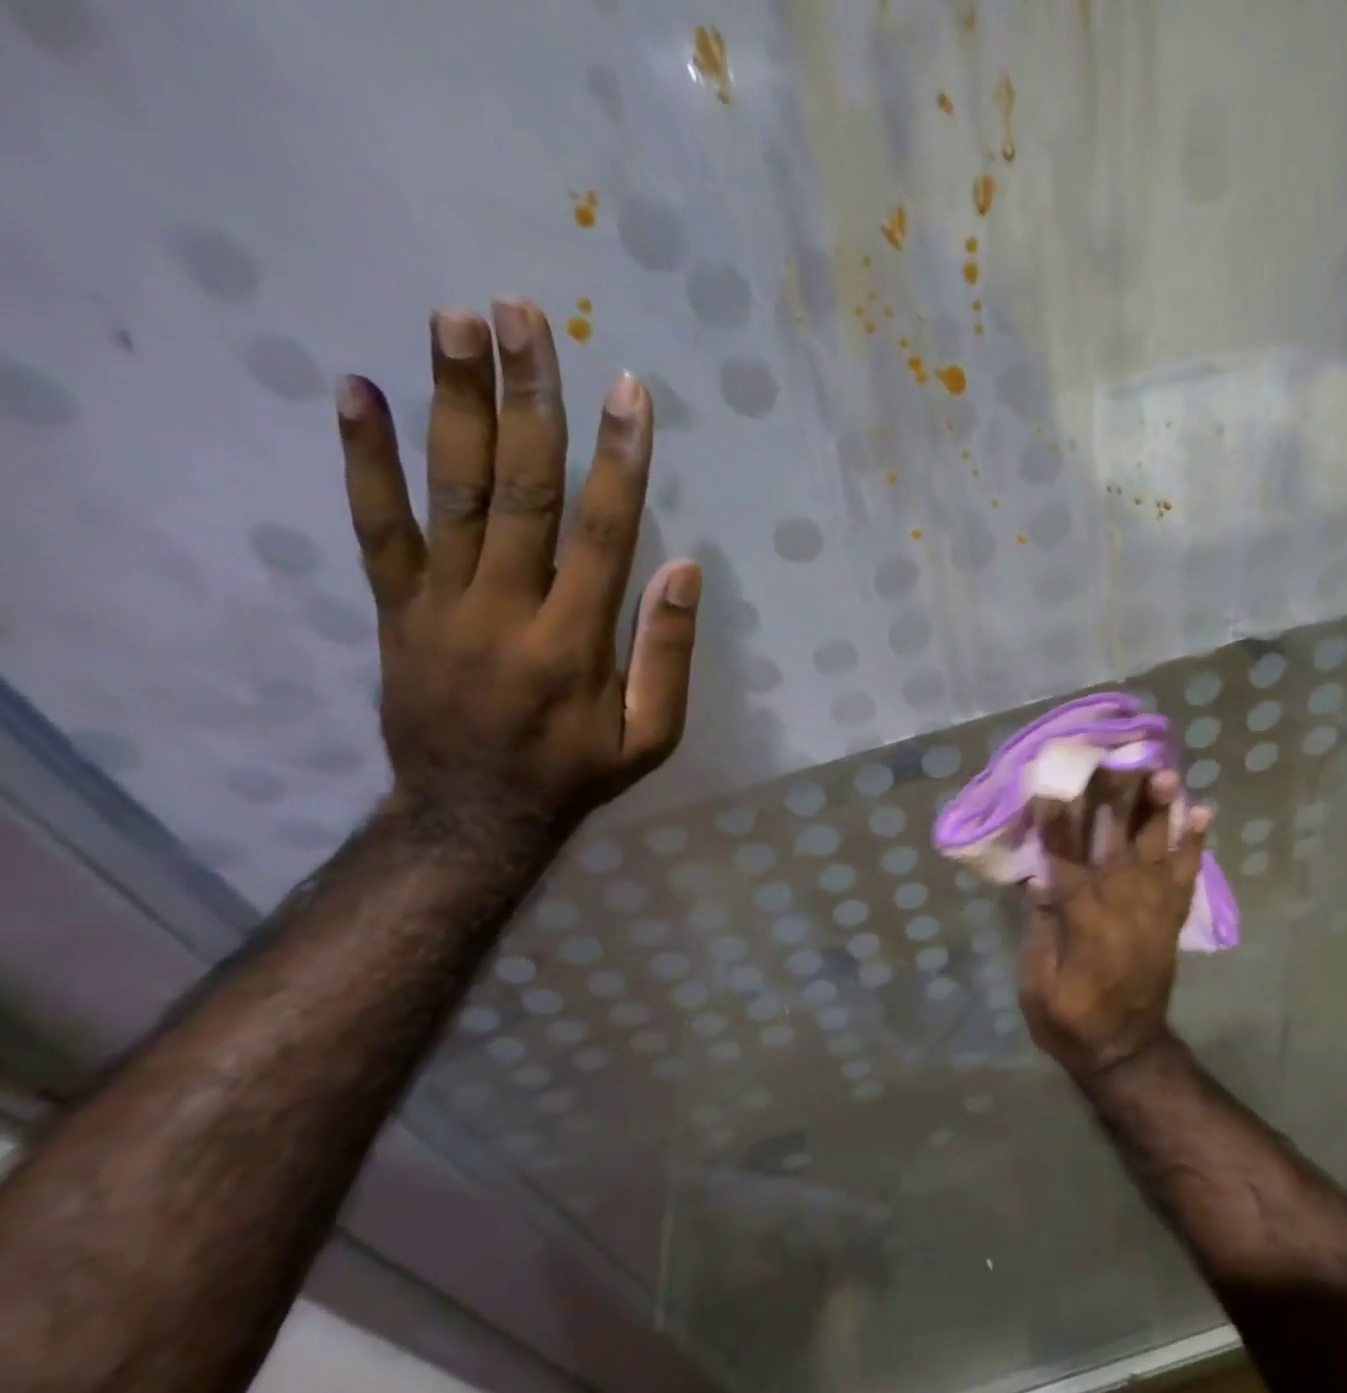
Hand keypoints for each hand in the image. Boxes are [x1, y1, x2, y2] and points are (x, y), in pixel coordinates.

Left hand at [334, 298, 699, 845]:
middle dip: (527, 399)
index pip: (603, 533)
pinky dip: (364, 460)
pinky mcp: (396, 611)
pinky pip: (375, 529)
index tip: (628, 389)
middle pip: (520, 491)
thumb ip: (669, 655)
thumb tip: (685, 568)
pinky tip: (358, 391)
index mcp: (574, 645)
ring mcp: (440, 606)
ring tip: (456, 323)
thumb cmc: (576, 775)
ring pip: (449, 494)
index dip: (619, 459)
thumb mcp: (651, 737)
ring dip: (453, 404)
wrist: (471, 818)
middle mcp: (504, 611)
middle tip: (525, 316)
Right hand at [1019, 768, 1211, 1081]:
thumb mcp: (1038, 981)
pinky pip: (1186, 875)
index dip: (1058, 820)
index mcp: (1081, 921)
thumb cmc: (1069, 1018)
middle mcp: (1120, 906)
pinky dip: (1194, 844)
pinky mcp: (1169, 919)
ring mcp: (1151, 911)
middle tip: (1122, 759)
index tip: (1053, 781)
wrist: (1124, 1050)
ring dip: (1161, 811)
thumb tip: (1038, 876)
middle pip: (1117, 844)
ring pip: (1156, 851)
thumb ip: (1040, 927)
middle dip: (1118, 799)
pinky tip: (1200, 813)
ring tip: (1166, 774)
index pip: (1065, 859)